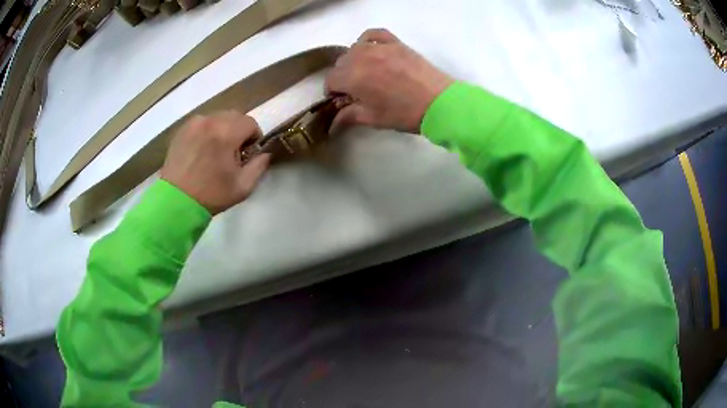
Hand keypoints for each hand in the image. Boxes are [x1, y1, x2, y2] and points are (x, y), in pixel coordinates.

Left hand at [161, 111, 270, 214]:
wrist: (175, 202)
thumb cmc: (211, 195)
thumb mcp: (243, 186)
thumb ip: (259, 165)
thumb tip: (265, 153)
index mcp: (226, 133)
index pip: (250, 122)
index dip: (254, 137)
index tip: (248, 154)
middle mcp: (210, 121)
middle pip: (234, 116)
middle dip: (239, 131)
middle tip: (233, 152)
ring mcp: (193, 123)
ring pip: (218, 118)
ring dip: (223, 130)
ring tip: (216, 151)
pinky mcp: (182, 129)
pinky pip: (202, 123)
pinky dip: (207, 132)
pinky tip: (202, 151)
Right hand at [325, 28, 453, 133]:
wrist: (439, 102)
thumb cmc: (404, 113)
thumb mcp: (374, 118)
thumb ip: (350, 116)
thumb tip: (334, 121)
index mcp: (353, 77)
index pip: (331, 80)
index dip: (333, 91)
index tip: (341, 99)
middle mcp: (362, 57)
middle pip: (341, 63)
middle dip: (343, 76)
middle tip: (355, 90)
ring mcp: (380, 47)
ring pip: (354, 48)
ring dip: (353, 60)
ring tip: (365, 72)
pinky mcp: (396, 43)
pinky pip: (374, 34)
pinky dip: (368, 40)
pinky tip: (371, 49)